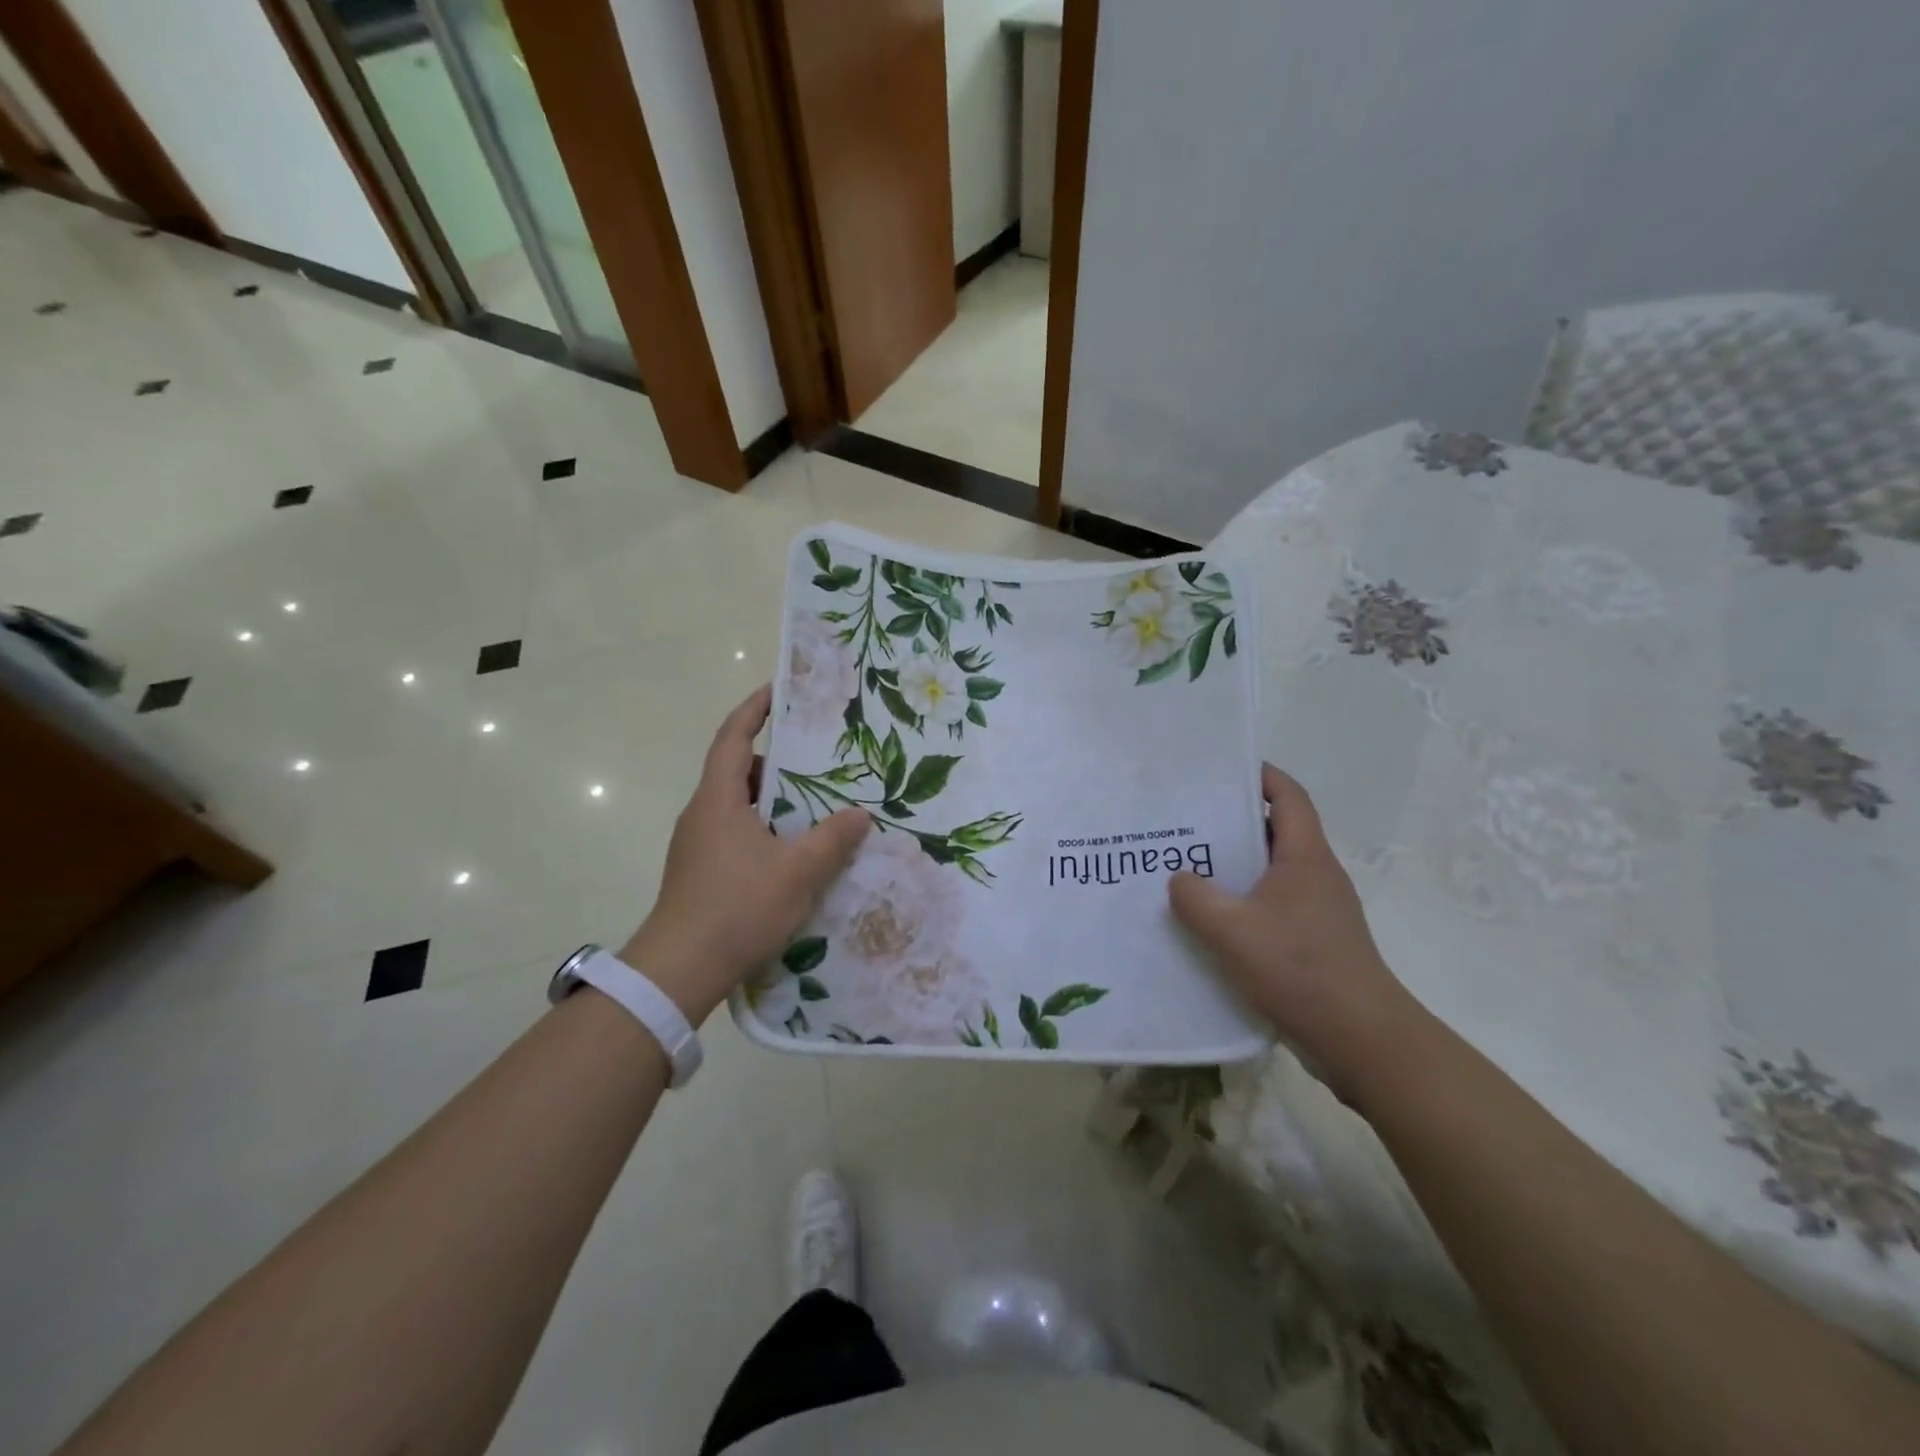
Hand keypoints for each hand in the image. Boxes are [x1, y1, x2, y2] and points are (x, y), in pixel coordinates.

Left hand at [620, 686, 868, 1022]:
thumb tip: (860, 815)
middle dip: (776, 761)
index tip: (778, 691)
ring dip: (773, 801)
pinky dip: (765, 829)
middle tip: (818, 759)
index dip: (754, 710)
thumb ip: (832, 839)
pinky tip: (794, 853)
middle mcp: (702, 814)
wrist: (679, 971)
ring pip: (739, 807)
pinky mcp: (701, 872)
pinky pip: (737, 834)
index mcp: (718, 800)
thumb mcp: (797, 871)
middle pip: (737, 771)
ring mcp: (698, 845)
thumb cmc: (737, 908)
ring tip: (815, 807)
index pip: (732, 738)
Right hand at [1169, 764, 1417, 1091]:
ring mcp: (1317, 911)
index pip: (1288, 797)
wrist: (1362, 1041)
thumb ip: (1195, 898)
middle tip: (1183, 823)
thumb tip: (1179, 878)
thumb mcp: (1232, 930)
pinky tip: (1207, 922)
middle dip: (1230, 823)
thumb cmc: (1300, 969)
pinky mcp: (1312, 942)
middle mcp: (1315, 876)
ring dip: (1232, 868)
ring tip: (1184, 870)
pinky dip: (1240, 904)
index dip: (1259, 775)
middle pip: (1274, 832)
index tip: (1220, 769)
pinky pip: (1270, 907)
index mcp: (1305, 857)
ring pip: (1269, 873)